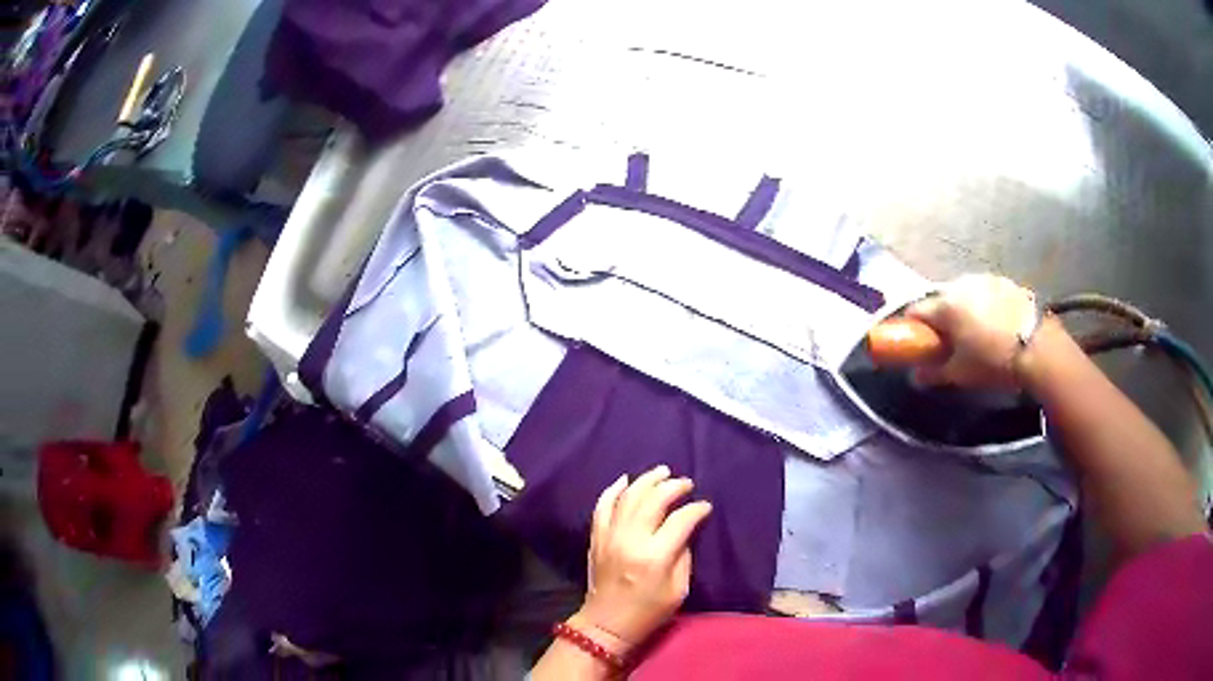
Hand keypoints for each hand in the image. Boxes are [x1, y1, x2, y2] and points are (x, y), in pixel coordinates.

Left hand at [572, 465, 712, 657]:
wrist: (606, 623)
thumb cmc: (648, 611)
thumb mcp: (679, 589)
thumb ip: (684, 556)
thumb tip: (685, 530)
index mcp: (655, 556)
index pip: (680, 520)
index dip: (696, 509)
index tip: (705, 507)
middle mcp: (631, 540)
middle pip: (653, 500)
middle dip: (673, 487)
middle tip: (686, 483)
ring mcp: (610, 536)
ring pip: (628, 497)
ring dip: (646, 481)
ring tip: (662, 472)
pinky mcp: (596, 538)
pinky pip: (602, 506)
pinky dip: (613, 490)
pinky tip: (625, 480)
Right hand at [905, 273, 1036, 389]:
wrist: (1038, 347)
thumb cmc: (993, 361)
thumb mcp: (961, 373)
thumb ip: (934, 373)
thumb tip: (916, 376)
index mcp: (946, 304)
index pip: (916, 310)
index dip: (912, 328)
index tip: (917, 344)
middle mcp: (961, 284)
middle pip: (941, 300)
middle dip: (941, 319)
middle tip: (949, 343)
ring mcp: (985, 280)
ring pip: (965, 295)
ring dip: (963, 310)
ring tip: (975, 334)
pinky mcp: (1005, 282)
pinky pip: (986, 293)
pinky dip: (984, 306)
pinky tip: (996, 326)